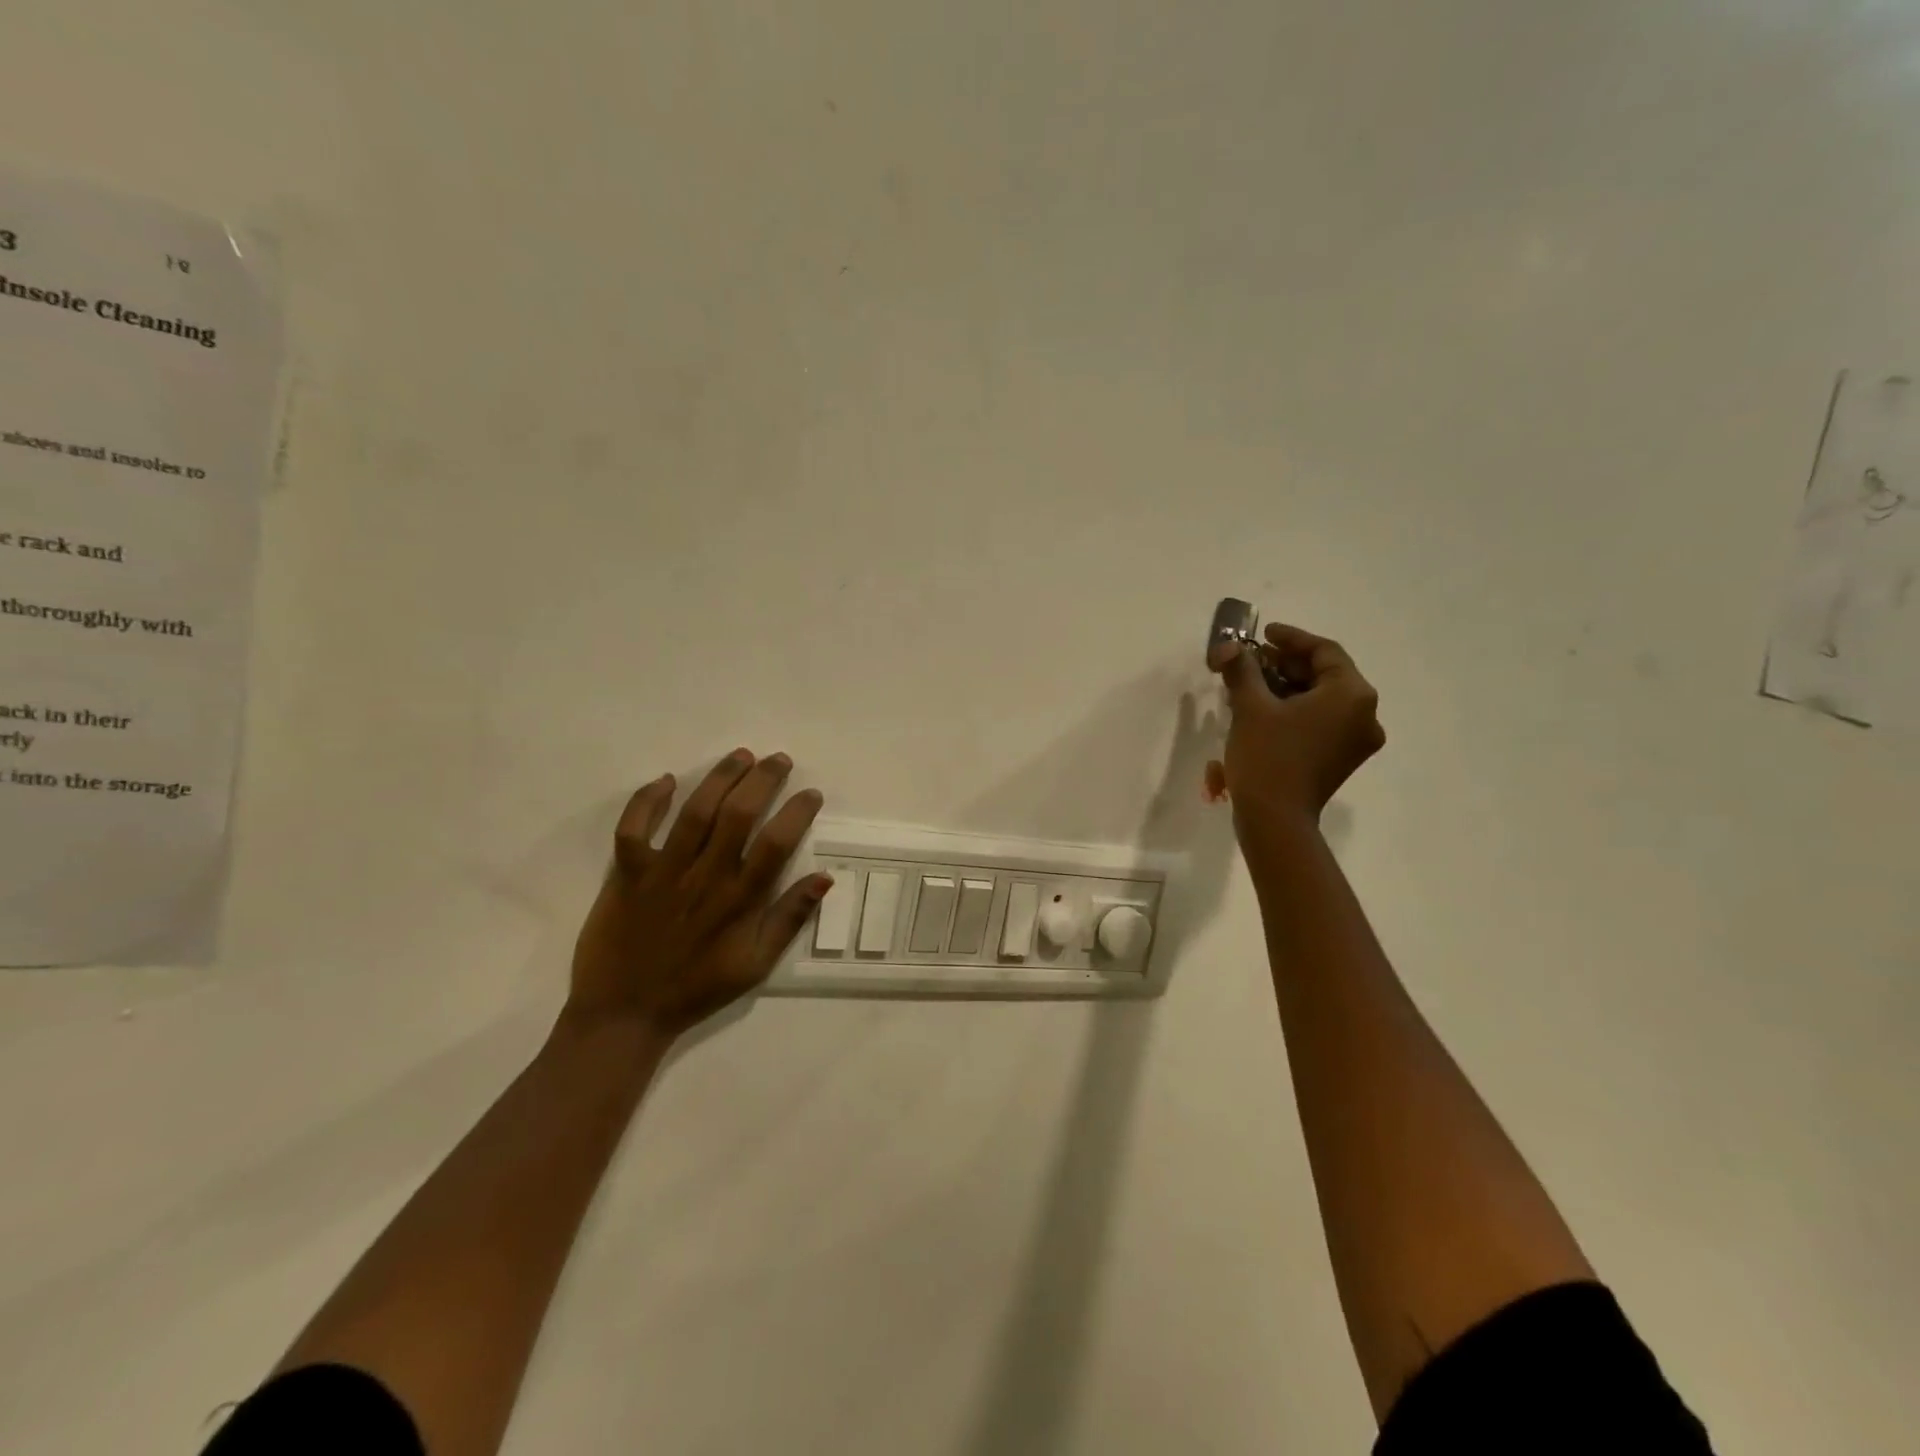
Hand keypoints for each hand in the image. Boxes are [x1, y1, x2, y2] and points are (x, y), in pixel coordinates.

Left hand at [567, 750, 829, 1039]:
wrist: (624, 1014)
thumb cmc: (697, 989)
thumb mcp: (755, 965)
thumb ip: (789, 919)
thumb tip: (824, 878)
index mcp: (739, 901)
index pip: (776, 844)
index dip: (797, 813)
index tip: (811, 793)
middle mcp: (704, 877)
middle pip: (738, 815)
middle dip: (762, 780)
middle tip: (779, 759)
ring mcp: (663, 872)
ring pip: (694, 812)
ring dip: (720, 778)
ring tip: (741, 756)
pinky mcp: (627, 874)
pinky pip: (633, 828)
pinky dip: (647, 800)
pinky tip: (667, 780)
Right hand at [1205, 623, 1384, 833]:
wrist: (1275, 819)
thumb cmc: (1267, 756)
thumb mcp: (1250, 706)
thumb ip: (1241, 669)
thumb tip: (1227, 647)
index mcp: (1352, 695)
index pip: (1324, 651)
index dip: (1290, 638)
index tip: (1261, 634)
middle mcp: (1365, 714)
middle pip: (1325, 674)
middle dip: (1285, 664)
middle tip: (1250, 660)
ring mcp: (1356, 740)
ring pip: (1321, 699)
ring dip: (1287, 687)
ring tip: (1250, 684)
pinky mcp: (1342, 758)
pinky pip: (1321, 721)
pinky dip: (1295, 710)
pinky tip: (1264, 710)